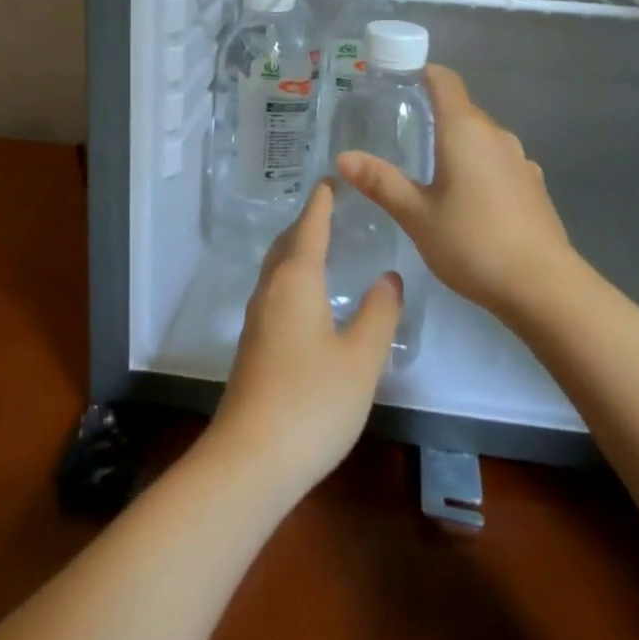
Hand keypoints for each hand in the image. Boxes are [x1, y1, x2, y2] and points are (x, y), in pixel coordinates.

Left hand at [210, 182, 402, 500]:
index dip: (321, 203)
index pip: (310, 228)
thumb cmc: (312, 402)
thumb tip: (388, 276)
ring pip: (276, 269)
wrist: (250, 460)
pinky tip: (304, 298)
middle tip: (328, 208)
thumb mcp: (361, 359)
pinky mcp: (253, 346)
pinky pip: (274, 292)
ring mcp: (256, 320)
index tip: (330, 180)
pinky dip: (291, 276)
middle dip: (306, 222)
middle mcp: (270, 291)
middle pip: (286, 244)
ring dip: (295, 249)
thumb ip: (379, 314)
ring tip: (318, 244)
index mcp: (296, 281)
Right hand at [336, 64, 574, 319]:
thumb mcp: (417, 216)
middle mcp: (496, 135)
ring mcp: (520, 160)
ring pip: (481, 138)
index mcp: (465, 131)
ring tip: (430, 171)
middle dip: (433, 115)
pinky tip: (468, 200)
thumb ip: (381, 183)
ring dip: (457, 145)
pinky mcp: (534, 186)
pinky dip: (479, 168)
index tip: (396, 82)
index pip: (445, 80)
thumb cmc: (473, 243)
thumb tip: (343, 157)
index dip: (421, 73)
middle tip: (399, 135)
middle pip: (461, 110)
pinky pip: (499, 162)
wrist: (545, 288)